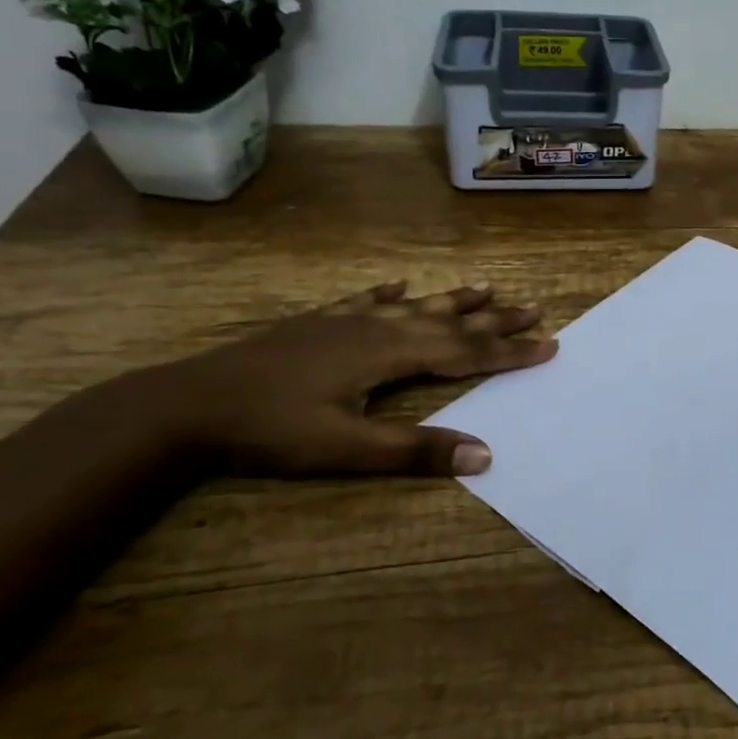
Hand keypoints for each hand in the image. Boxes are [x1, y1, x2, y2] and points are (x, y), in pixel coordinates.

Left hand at [146, 281, 556, 476]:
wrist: (188, 405)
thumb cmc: (270, 431)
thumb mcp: (346, 450)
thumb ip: (415, 451)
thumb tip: (485, 454)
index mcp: (389, 355)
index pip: (465, 353)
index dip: (509, 351)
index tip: (549, 344)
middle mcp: (376, 328)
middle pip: (447, 321)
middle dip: (493, 318)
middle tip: (533, 307)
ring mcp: (344, 320)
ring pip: (413, 306)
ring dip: (452, 299)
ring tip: (485, 287)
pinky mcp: (315, 323)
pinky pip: (364, 300)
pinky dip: (388, 293)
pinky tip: (398, 284)